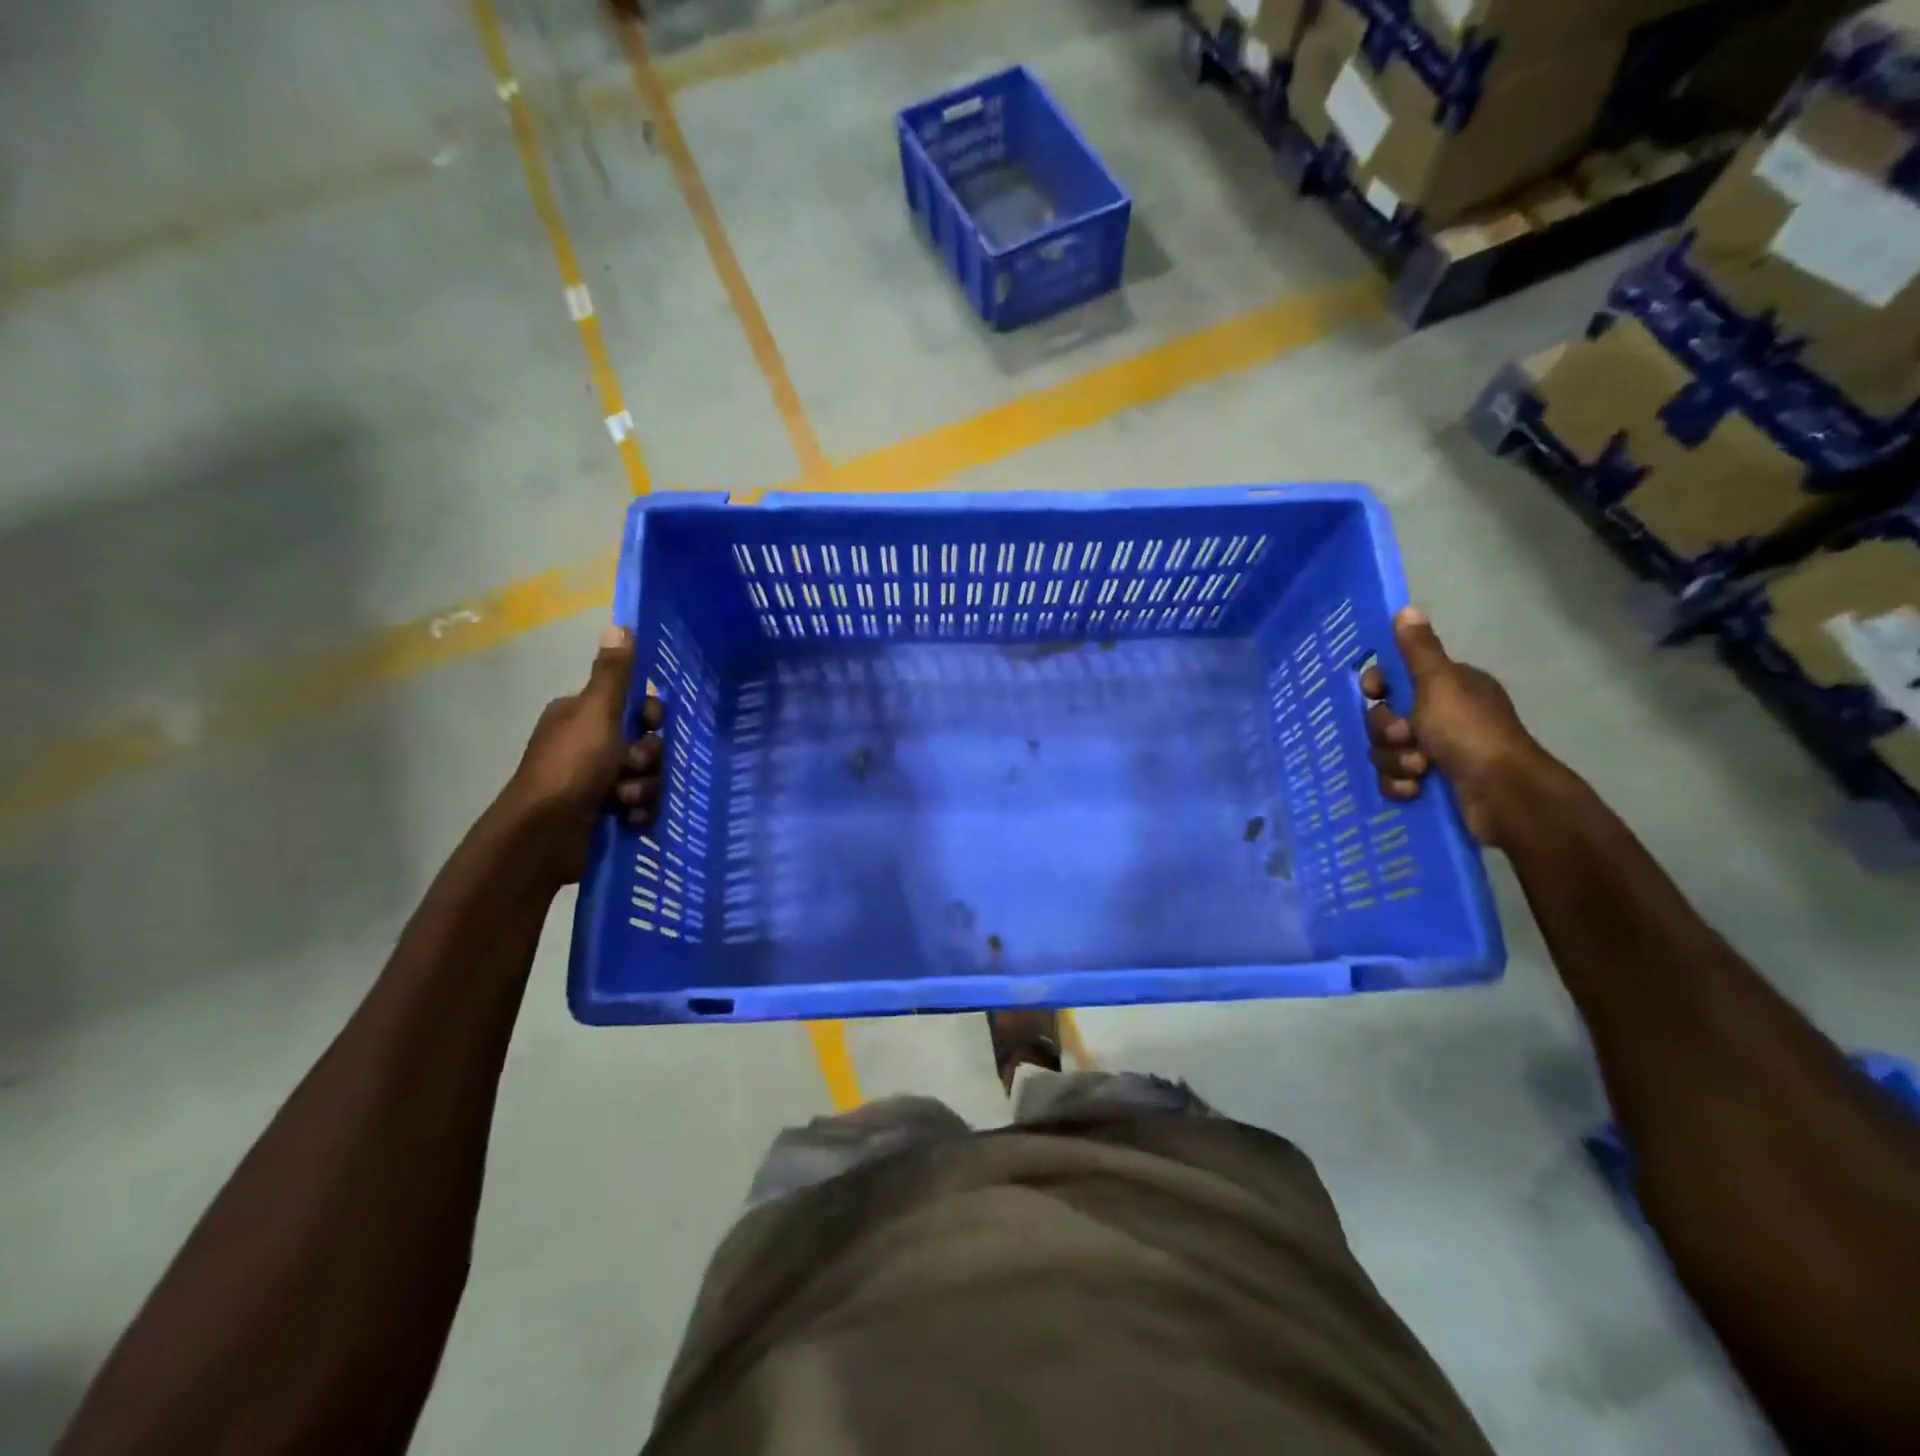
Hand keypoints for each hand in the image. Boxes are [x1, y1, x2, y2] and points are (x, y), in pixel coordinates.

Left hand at [503, 625, 665, 880]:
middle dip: (647, 759)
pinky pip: (641, 806)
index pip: (634, 705)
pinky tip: (628, 820)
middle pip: (646, 743)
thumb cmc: (571, 766)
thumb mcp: (596, 713)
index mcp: (582, 716)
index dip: (649, 717)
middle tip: (631, 768)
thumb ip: (613, 673)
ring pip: (647, 777)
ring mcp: (596, 782)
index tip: (648, 725)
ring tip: (623, 802)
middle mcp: (588, 745)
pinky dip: (638, 813)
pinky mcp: (603, 814)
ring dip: (643, 789)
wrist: (544, 835)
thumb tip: (619, 622)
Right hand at [1361, 608, 1551, 846]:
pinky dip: (1400, 784)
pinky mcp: (1430, 783)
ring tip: (1418, 769)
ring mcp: (1436, 751)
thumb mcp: (1440, 683)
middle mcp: (1441, 716)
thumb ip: (1418, 650)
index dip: (1377, 686)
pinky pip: (1393, 779)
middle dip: (1386, 731)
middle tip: (1405, 737)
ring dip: (1394, 761)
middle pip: (1383, 717)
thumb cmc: (1468, 731)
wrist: (1501, 794)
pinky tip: (1415, 789)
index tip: (1373, 692)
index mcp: (1446, 687)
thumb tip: (1406, 609)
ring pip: (1384, 751)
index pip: (1394, 678)